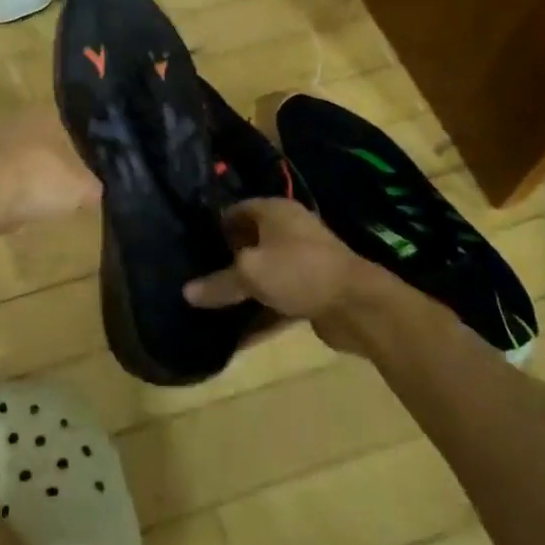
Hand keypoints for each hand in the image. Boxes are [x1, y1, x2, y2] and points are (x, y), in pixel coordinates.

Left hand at [0, 108, 100, 231]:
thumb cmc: (34, 179)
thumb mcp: (78, 189)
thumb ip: (90, 189)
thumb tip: (94, 193)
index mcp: (40, 117)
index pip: (61, 131)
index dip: (68, 159)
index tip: (71, 184)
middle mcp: (7, 121)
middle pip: (29, 148)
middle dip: (36, 174)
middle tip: (45, 200)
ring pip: (2, 166)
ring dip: (10, 189)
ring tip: (18, 217)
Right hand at [183, 198, 386, 351]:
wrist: (358, 305)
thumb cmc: (299, 270)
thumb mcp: (252, 273)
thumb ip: (219, 283)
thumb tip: (186, 292)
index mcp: (274, 211)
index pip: (235, 210)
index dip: (213, 225)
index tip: (189, 242)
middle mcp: (288, 230)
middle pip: (249, 242)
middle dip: (225, 259)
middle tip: (195, 274)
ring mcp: (302, 261)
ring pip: (263, 273)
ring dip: (242, 289)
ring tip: (210, 303)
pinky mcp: (311, 291)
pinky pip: (277, 299)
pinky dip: (259, 313)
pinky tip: (236, 334)